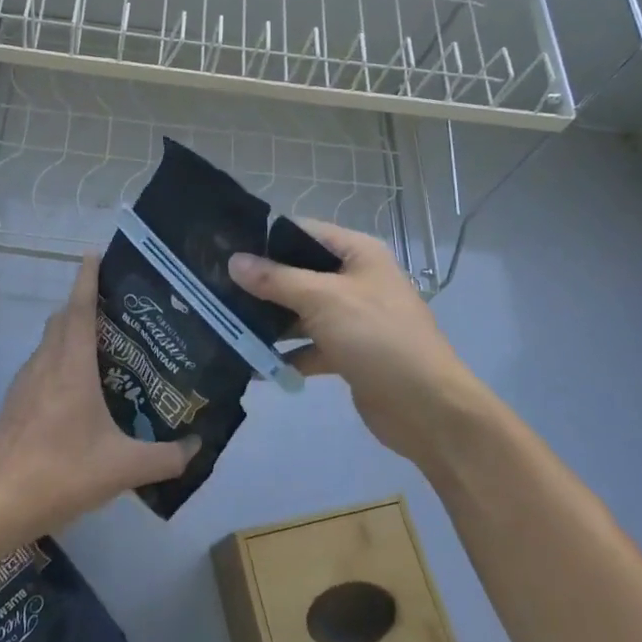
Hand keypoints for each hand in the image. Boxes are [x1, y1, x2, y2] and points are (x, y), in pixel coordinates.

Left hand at [0, 255, 197, 542]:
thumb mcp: (122, 469)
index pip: (79, 309)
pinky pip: (41, 365)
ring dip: (71, 333)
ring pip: (49, 342)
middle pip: (63, 319)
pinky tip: (77, 389)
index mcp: (71, 367)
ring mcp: (25, 382)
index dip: (87, 279)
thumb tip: (196, 448)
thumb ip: (165, 458)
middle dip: (85, 304)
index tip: (95, 253)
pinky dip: (59, 359)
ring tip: (103, 347)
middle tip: (118, 309)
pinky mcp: (15, 402)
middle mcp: (45, 364)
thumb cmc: (61, 474)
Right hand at [229, 221, 495, 469]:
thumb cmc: (377, 338)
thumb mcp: (323, 300)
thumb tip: (234, 260)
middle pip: (299, 273)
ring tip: (224, 324)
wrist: (427, 409)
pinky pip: (308, 345)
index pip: (303, 232)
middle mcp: (355, 279)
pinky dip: (285, 355)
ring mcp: (352, 317)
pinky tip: (253, 365)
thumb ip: (276, 279)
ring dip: (269, 321)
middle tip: (214, 288)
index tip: (223, 247)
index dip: (265, 238)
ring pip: (300, 311)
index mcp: (358, 253)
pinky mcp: (348, 353)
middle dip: (261, 283)